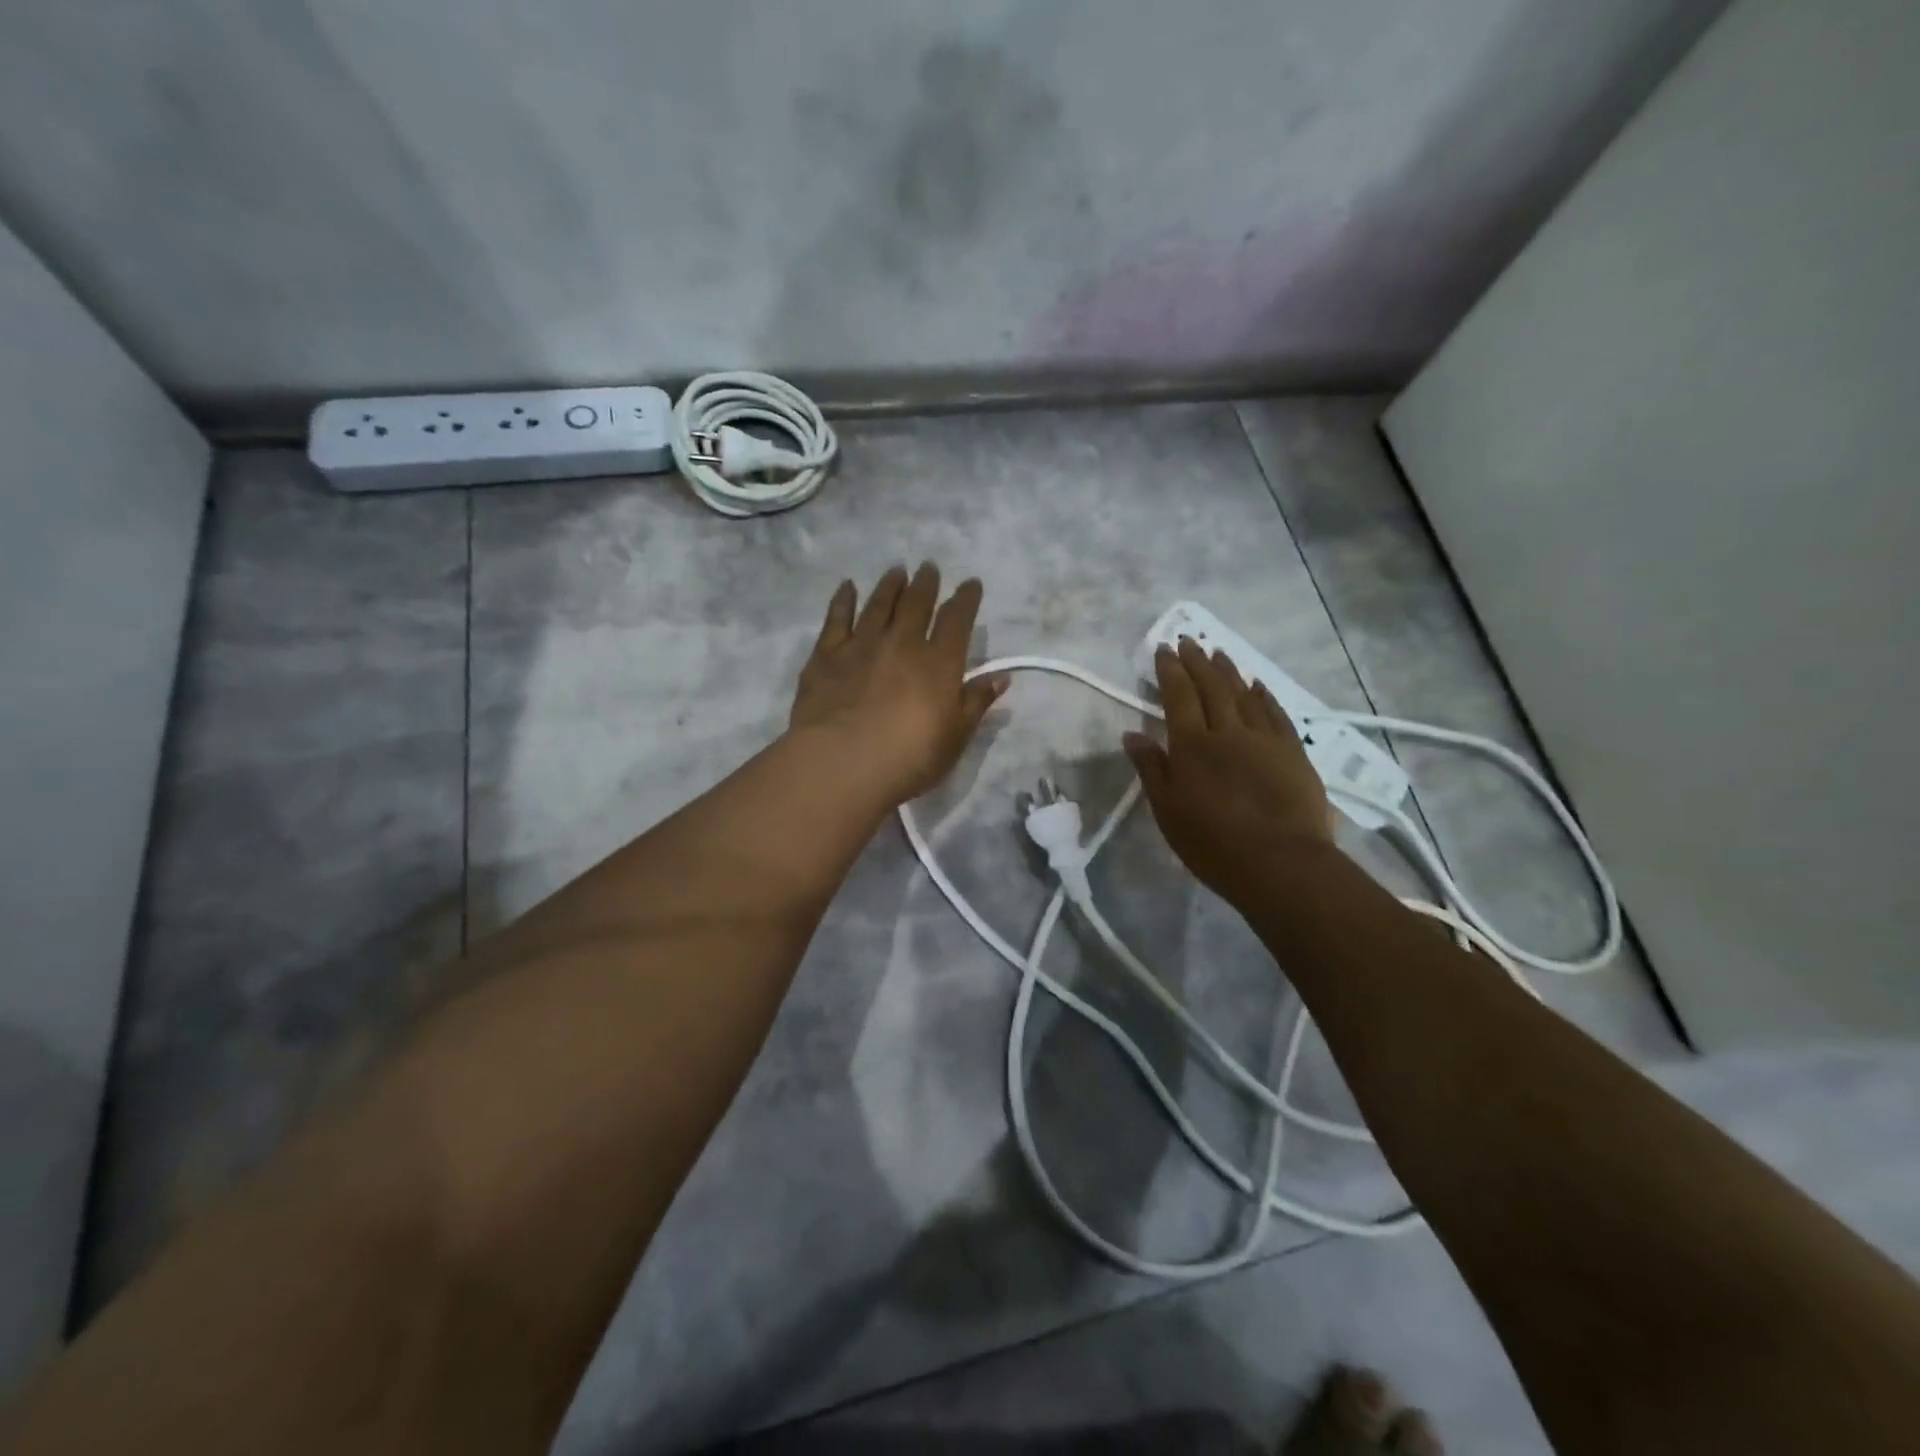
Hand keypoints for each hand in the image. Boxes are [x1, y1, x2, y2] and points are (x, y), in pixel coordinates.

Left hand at [790, 563, 1008, 805]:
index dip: (966, 599)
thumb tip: (1001, 677)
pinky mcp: (827, 655)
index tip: (971, 584)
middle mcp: (902, 642)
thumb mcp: (955, 737)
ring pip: (879, 605)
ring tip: (897, 571)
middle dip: (926, 584)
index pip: (957, 620)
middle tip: (929, 568)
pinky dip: (843, 600)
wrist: (842, 762)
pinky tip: (847, 587)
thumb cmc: (909, 757)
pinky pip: (836, 618)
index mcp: (939, 662)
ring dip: (890, 585)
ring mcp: (862, 645)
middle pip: (916, 604)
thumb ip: (976, 703)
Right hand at [1123, 640, 1334, 908]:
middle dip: (1197, 661)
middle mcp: (1227, 731)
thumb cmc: (1213, 843)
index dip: (1170, 670)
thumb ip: (1151, 769)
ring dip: (1228, 671)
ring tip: (1218, 652)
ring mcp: (1264, 739)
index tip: (1163, 649)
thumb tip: (1132, 734)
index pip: (1178, 696)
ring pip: (1243, 694)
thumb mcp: (1168, 811)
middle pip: (1211, 687)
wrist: (1281, 863)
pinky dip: (1263, 695)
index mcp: (1192, 745)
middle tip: (1188, 640)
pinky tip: (1257, 685)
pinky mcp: (1293, 752)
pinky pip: (1275, 713)